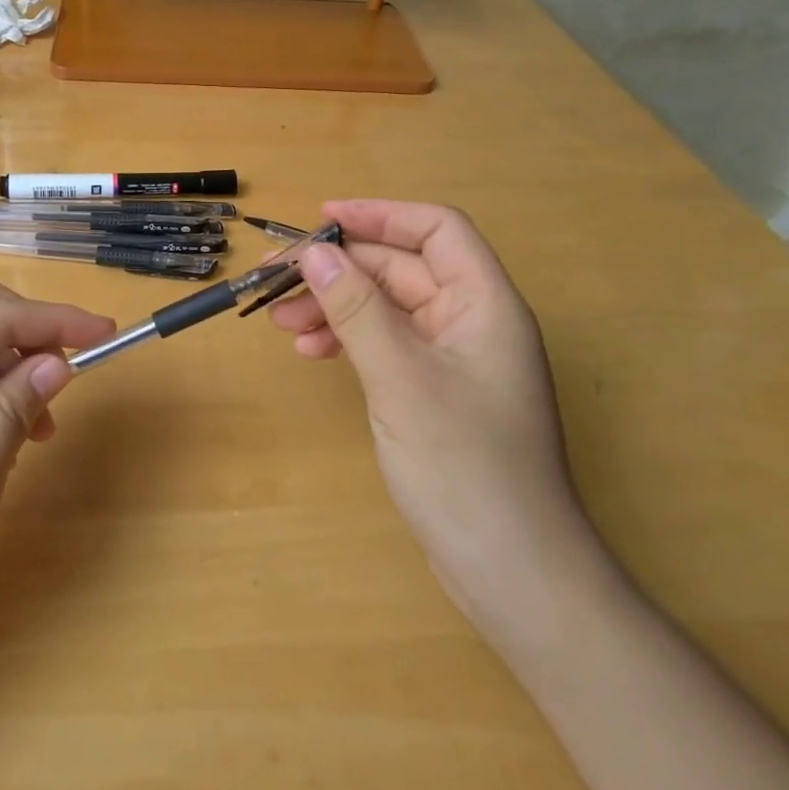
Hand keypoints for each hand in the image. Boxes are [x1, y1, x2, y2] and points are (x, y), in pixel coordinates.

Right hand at [269, 200, 593, 617]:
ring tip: (280, 320)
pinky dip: (347, 340)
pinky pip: (385, 344)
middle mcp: (472, 322)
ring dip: (334, 305)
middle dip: (338, 269)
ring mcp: (452, 359)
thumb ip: (355, 309)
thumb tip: (313, 251)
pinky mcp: (434, 392)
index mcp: (484, 304)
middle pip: (400, 269)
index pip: (436, 230)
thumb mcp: (401, 378)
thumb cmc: (465, 466)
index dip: (380, 215)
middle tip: (274, 278)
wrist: (514, 574)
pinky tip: (311, 353)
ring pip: (385, 308)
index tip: (321, 217)